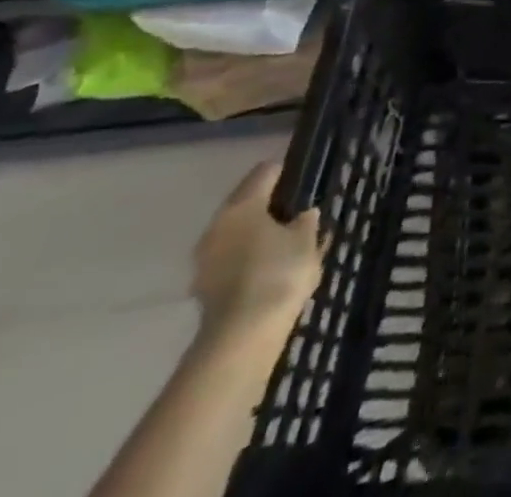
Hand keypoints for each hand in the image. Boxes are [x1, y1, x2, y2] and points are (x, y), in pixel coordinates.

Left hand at [191, 162, 323, 339]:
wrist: (241, 337)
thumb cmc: (279, 273)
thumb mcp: (306, 240)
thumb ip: (306, 221)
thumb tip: (303, 214)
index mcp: (243, 205)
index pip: (265, 172)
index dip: (287, 173)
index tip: (305, 182)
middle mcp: (218, 225)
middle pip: (246, 203)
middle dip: (270, 207)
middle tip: (297, 214)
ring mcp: (205, 258)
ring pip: (236, 233)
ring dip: (257, 235)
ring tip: (285, 245)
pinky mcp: (203, 287)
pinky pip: (230, 260)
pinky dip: (248, 259)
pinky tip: (269, 270)